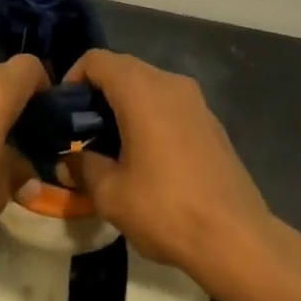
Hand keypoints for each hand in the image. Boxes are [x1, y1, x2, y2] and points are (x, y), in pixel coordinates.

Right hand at [64, 51, 282, 300]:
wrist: (237, 239)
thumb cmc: (166, 209)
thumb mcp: (110, 194)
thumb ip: (83, 167)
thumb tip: (68, 161)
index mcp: (140, 89)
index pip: (96, 60)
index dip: (73, 78)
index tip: (63, 112)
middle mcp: (169, 82)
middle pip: (122, 68)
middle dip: (98, 92)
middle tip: (82, 130)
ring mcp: (195, 100)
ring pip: (148, 85)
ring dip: (125, 104)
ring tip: (111, 145)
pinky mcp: (211, 122)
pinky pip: (169, 104)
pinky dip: (150, 115)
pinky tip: (147, 156)